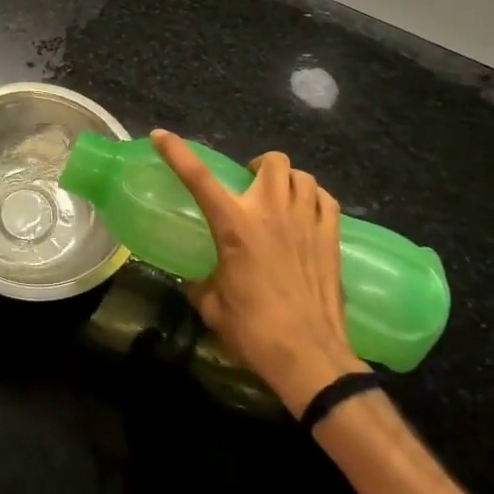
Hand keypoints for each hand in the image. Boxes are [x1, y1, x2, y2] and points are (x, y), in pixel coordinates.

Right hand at [151, 130, 364, 413]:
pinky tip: (308, 212)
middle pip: (271, 161)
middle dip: (258, 166)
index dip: (177, 152)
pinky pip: (326, 199)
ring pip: (301, 175)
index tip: (161, 136)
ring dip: (287, 180)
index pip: (198, 177)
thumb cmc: (254, 331)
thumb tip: (194, 281)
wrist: (309, 357)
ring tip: (279, 197)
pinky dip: (315, 198)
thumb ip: (200, 285)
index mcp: (234, 225)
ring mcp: (306, 221)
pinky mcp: (332, 237)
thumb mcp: (213, 307)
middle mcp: (271, 212)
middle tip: (249, 185)